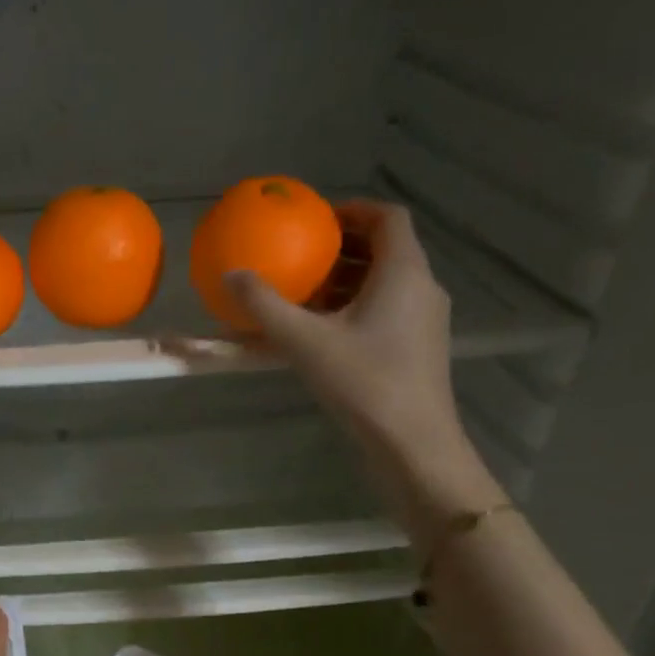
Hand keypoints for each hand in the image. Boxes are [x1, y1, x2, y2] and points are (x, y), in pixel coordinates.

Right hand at [228, 201, 501, 543]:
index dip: (352, 210)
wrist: (412, 445)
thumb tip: (230, 275)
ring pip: (386, 283)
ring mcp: (425, 320)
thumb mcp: (305, 342)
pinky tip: (322, 333)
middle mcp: (421, 288)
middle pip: (386, 249)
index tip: (315, 219)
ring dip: (346, 281)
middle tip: (301, 256)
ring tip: (303, 295)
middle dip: (342, 248)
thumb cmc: (364, 383)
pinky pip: (387, 311)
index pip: (387, 217)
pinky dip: (355, 308)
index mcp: (404, 272)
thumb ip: (265, 306)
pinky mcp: (419, 348)